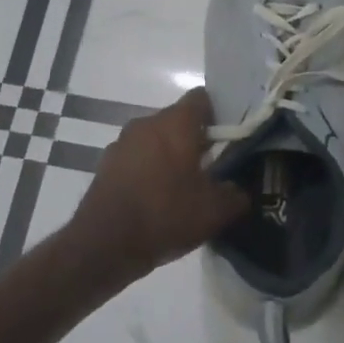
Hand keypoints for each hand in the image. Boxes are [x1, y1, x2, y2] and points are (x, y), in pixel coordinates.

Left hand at [72, 88, 246, 280]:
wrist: (104, 244)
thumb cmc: (165, 215)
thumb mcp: (214, 211)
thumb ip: (236, 195)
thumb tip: (239, 190)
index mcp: (175, 123)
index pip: (201, 98)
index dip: (218, 115)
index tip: (228, 140)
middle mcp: (146, 123)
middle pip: (178, 121)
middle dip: (195, 140)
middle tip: (211, 170)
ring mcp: (122, 143)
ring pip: (155, 140)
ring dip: (170, 156)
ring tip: (182, 189)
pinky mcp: (106, 164)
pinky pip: (136, 158)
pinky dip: (148, 171)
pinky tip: (156, 200)